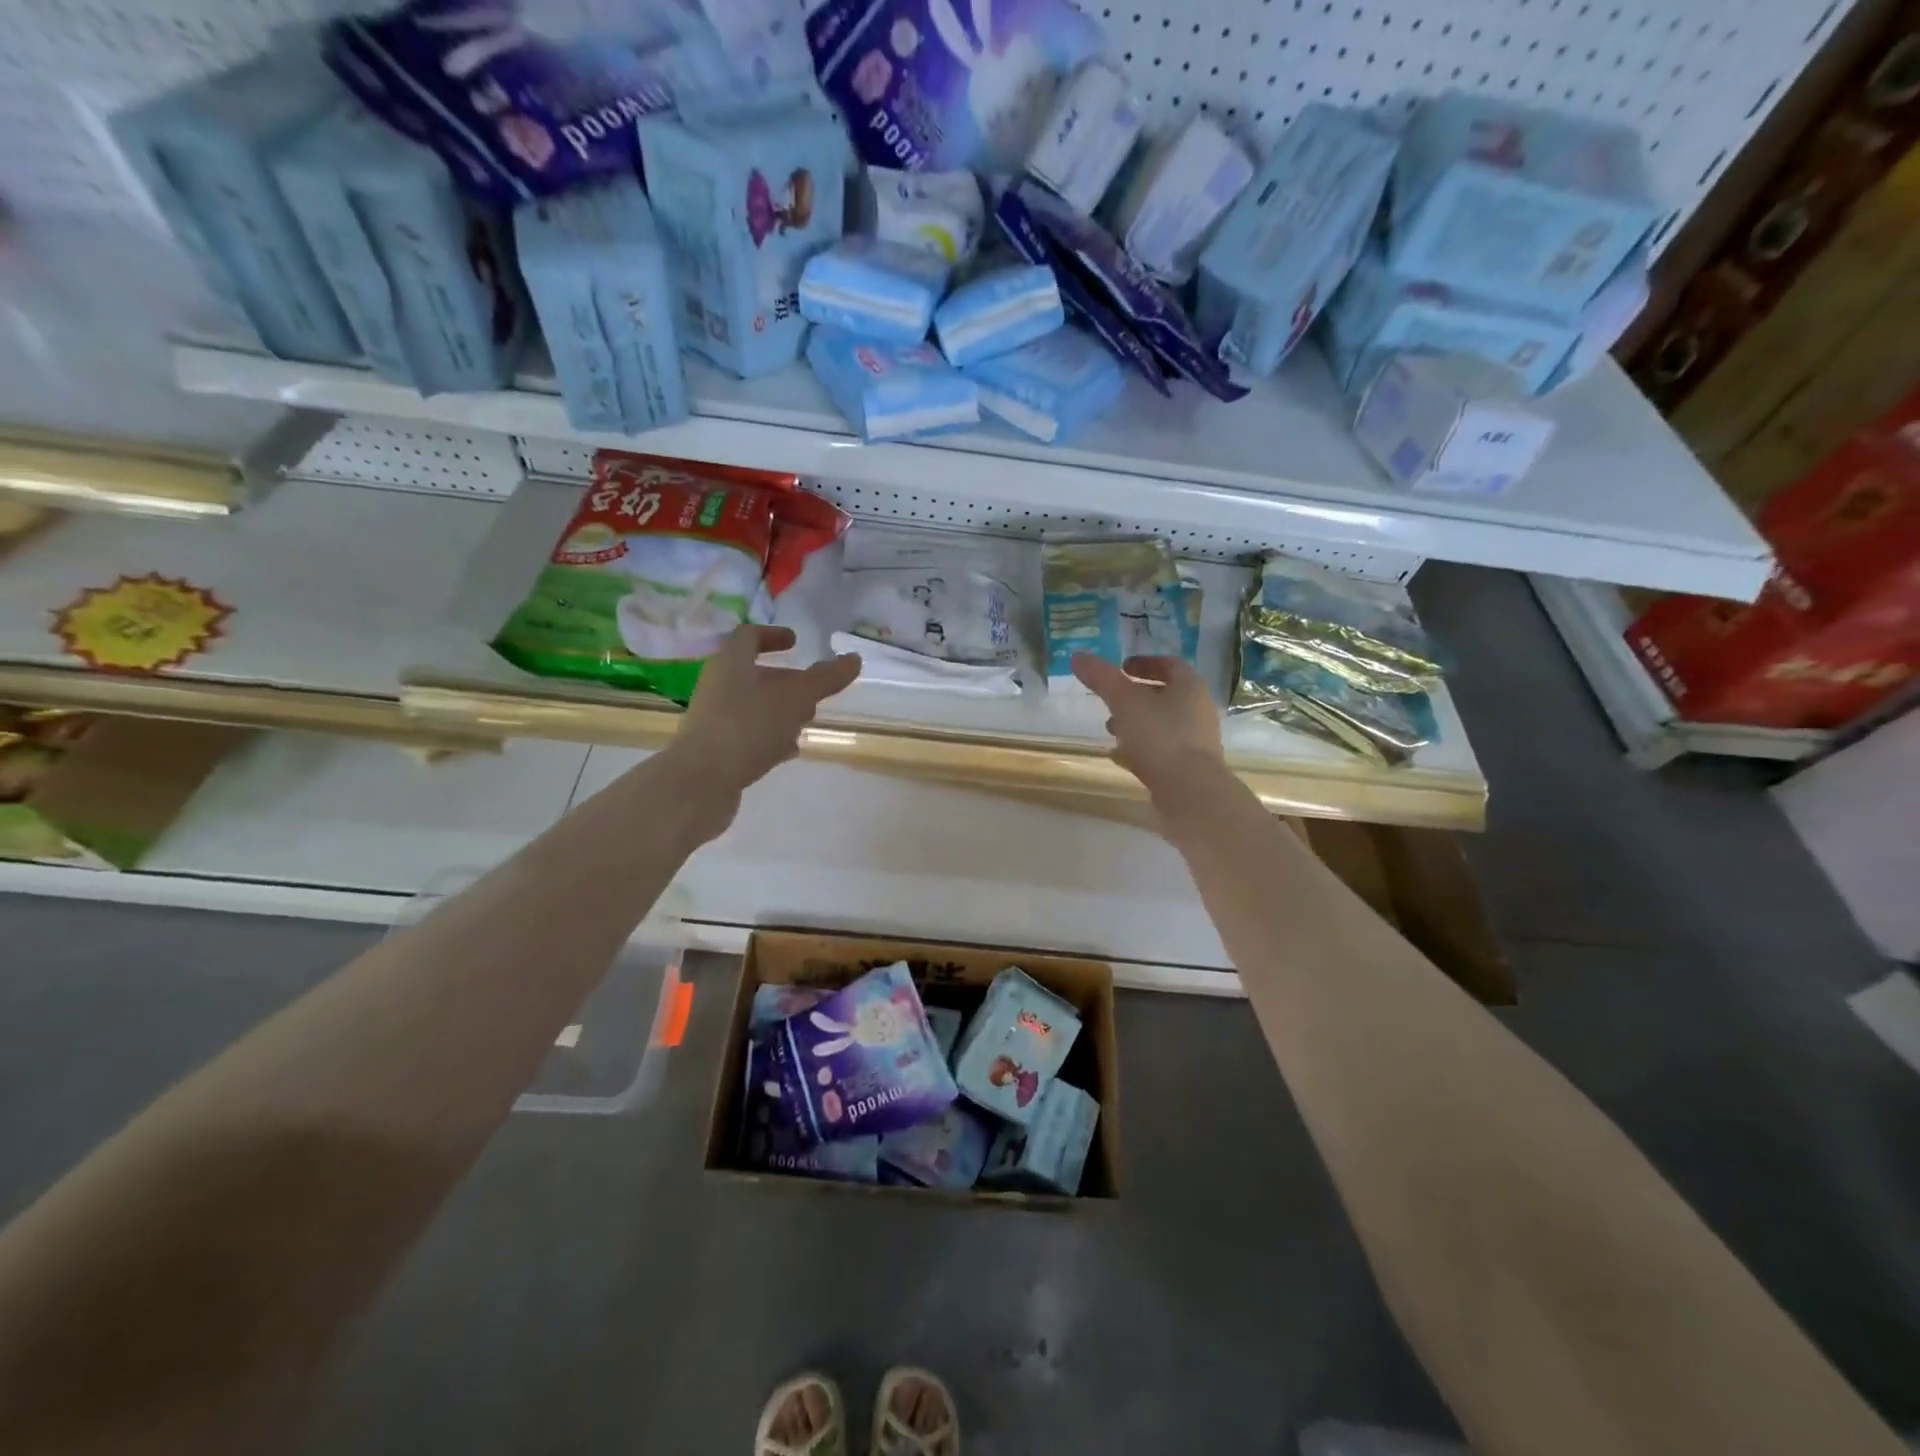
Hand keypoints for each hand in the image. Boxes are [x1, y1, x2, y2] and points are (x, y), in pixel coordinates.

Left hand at [675, 625, 860, 799]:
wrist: (700, 782)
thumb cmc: (747, 727)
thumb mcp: (795, 698)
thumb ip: (825, 679)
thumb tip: (854, 658)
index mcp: (731, 664)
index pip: (749, 637)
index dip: (773, 635)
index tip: (795, 642)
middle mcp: (718, 687)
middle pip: (753, 674)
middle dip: (785, 680)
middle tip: (813, 689)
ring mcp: (715, 720)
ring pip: (752, 706)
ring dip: (780, 710)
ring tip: (807, 721)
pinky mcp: (717, 751)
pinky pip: (748, 735)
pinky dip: (771, 737)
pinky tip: (790, 751)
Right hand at [1070, 652, 1227, 800]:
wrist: (1190, 792)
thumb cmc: (1160, 737)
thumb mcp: (1124, 702)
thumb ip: (1102, 678)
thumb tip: (1078, 655)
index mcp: (1189, 687)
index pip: (1169, 664)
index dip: (1144, 663)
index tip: (1121, 668)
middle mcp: (1198, 710)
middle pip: (1166, 695)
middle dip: (1136, 695)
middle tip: (1111, 699)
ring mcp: (1197, 741)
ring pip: (1163, 723)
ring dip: (1137, 722)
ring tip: (1111, 730)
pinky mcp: (1190, 767)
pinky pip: (1163, 749)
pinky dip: (1142, 747)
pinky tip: (1120, 757)